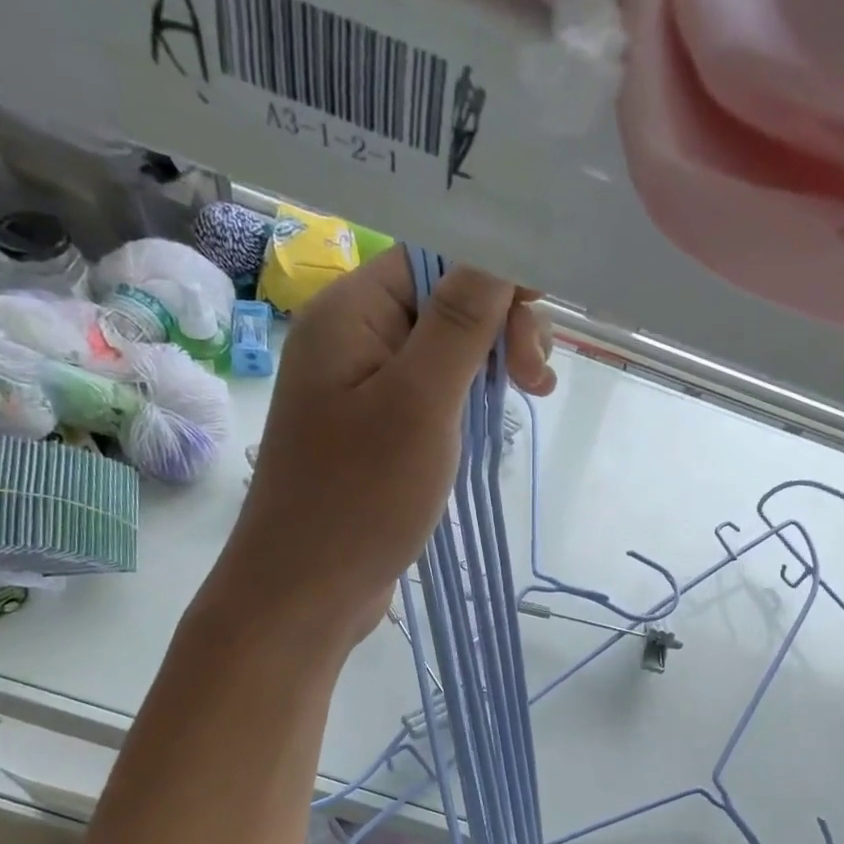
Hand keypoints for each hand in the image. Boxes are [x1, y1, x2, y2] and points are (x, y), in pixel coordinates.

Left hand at [226, 248, 554, 645]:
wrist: (306, 591)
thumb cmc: (360, 498)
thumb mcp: (420, 404)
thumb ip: (459, 324)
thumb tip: (498, 252)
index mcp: (351, 312)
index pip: (435, 255)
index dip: (495, 275)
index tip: (537, 328)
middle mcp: (354, 337)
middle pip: (446, 298)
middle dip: (501, 327)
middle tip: (535, 382)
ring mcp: (365, 386)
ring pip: (447, 348)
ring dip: (494, 363)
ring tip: (530, 399)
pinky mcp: (379, 428)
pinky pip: (435, 390)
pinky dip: (472, 398)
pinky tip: (495, 421)